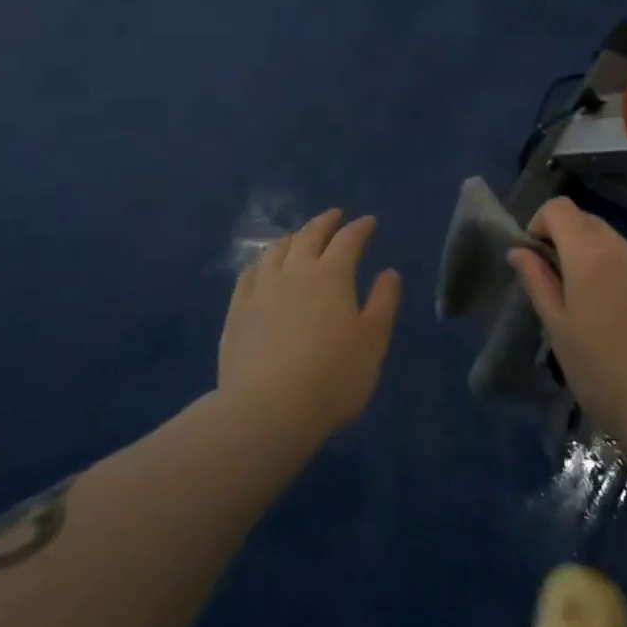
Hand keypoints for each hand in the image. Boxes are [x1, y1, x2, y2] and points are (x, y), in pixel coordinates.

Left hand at [218, 209, 401, 439]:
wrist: (266, 410)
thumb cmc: (332, 377)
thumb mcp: (372, 342)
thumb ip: (383, 303)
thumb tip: (388, 272)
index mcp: (332, 275)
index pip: (349, 240)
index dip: (361, 228)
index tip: (369, 222)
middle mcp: (295, 271)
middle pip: (310, 235)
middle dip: (325, 222)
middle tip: (335, 216)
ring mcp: (262, 289)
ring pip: (277, 249)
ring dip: (293, 237)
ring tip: (300, 237)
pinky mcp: (237, 310)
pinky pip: (249, 273)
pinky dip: (262, 261)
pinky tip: (263, 266)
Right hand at [509, 198, 626, 451]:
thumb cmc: (605, 377)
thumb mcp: (559, 332)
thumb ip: (538, 282)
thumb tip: (520, 250)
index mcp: (591, 256)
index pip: (560, 208)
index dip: (542, 223)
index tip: (539, 257)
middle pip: (591, 224)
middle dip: (572, 244)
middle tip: (567, 290)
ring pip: (622, 249)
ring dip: (606, 265)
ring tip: (608, 316)